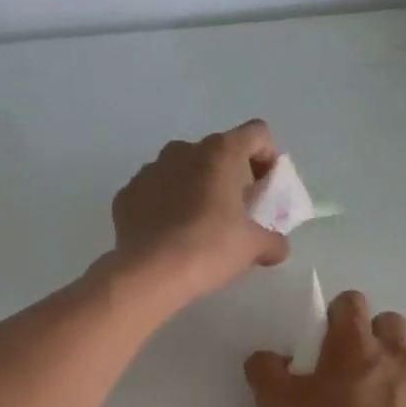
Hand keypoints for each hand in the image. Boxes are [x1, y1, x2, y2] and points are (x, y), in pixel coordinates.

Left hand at [110, 121, 290, 303]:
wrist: (150, 272)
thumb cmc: (210, 247)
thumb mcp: (253, 247)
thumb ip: (272, 241)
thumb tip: (278, 247)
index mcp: (220, 152)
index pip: (257, 134)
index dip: (267, 156)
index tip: (266, 187)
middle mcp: (183, 150)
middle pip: (217, 152)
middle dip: (229, 175)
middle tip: (235, 210)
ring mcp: (150, 169)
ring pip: (181, 170)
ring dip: (195, 188)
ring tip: (199, 224)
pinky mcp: (127, 193)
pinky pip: (154, 192)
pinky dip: (164, 205)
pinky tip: (168, 235)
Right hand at [244, 291, 405, 406]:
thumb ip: (265, 370)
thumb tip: (271, 357)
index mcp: (355, 347)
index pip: (351, 303)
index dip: (336, 318)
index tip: (326, 346)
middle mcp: (401, 355)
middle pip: (390, 324)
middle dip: (372, 340)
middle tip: (354, 377)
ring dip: (399, 370)